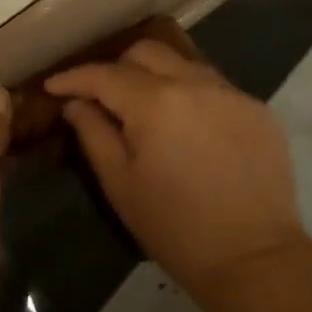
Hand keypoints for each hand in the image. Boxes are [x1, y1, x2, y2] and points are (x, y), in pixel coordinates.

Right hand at [46, 40, 303, 300]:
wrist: (253, 259)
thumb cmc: (175, 228)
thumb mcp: (120, 185)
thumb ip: (93, 134)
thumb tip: (76, 103)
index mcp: (156, 102)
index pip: (105, 74)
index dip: (74, 77)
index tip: (53, 86)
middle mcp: (195, 83)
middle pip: (146, 52)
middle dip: (116, 67)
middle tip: (101, 96)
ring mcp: (232, 93)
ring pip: (183, 63)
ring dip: (156, 75)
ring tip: (145, 107)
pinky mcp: (257, 109)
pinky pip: (214, 86)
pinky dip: (191, 95)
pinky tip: (187, 127)